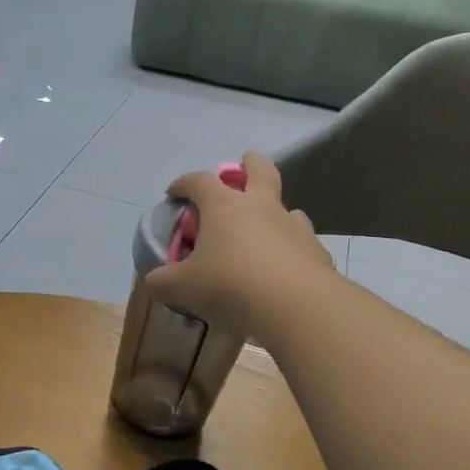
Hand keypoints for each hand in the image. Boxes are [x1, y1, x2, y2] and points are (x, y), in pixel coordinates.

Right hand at [144, 152, 333, 334]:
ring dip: (273, 212)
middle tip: (241, 171)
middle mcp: (260, 207)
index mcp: (224, 207)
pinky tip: (284, 267)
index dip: (183, 183)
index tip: (174, 193)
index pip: (199, 181)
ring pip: (286, 206)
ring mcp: (293, 225)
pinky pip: (302, 241)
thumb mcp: (183, 287)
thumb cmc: (230, 285)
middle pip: (259, 168)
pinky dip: (291, 248)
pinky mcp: (315, 250)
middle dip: (248, 164)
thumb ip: (162, 282)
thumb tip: (153, 282)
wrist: (295, 305)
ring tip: (263, 232)